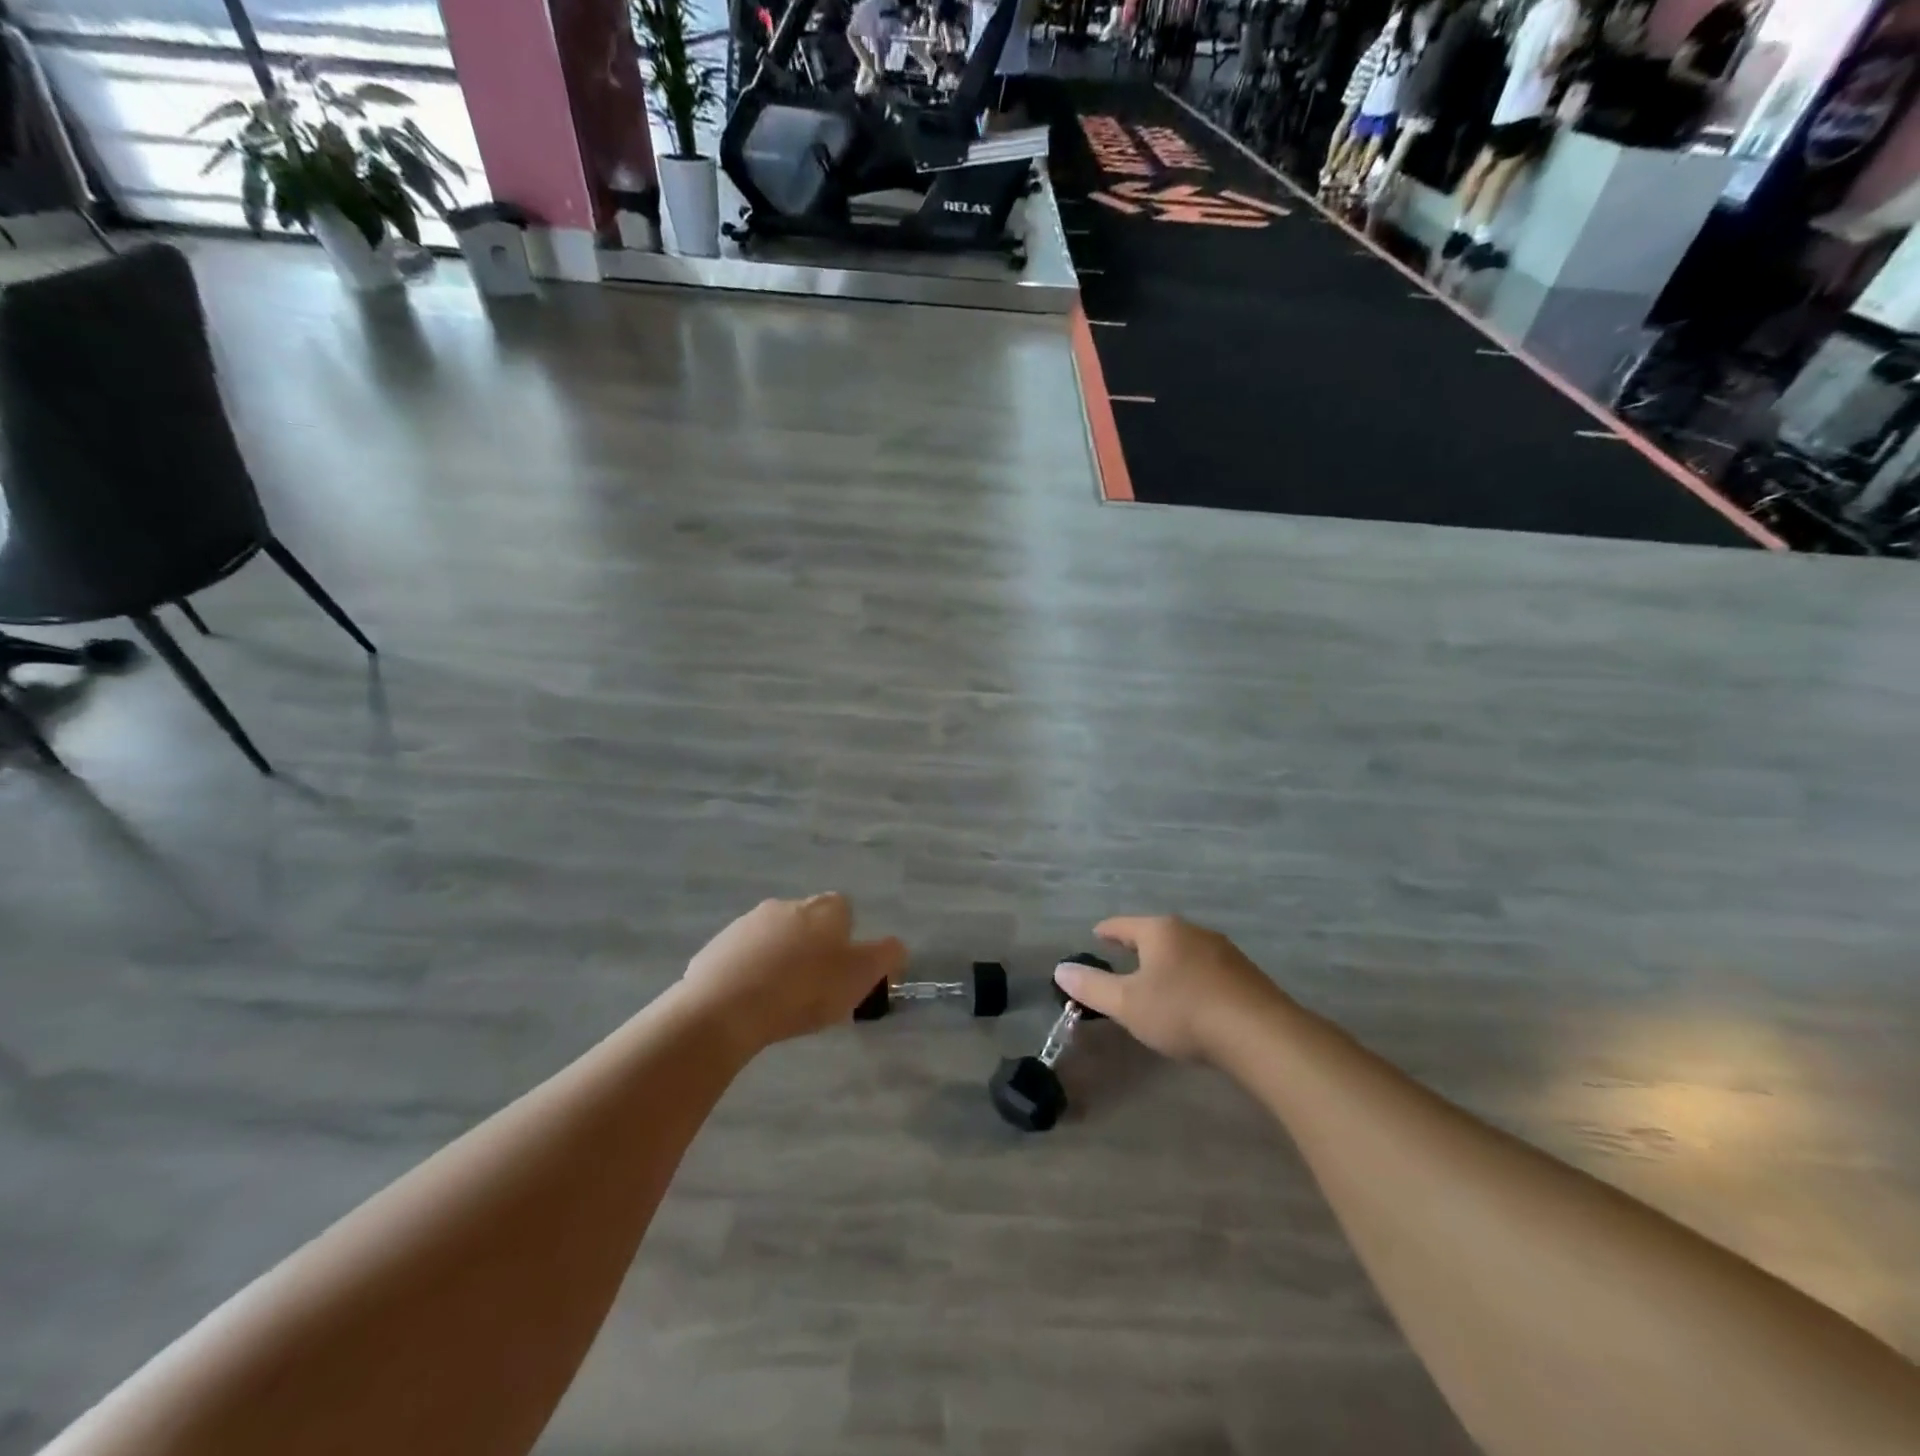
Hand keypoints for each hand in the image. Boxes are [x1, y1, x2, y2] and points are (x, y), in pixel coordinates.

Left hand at [682, 894, 905, 1052]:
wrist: (725, 1007)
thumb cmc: (805, 989)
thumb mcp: (862, 976)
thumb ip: (887, 956)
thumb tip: (895, 947)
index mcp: (824, 908)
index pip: (845, 911)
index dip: (849, 941)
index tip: (846, 974)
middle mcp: (786, 905)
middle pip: (808, 924)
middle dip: (813, 949)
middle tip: (815, 991)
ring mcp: (747, 923)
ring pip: (774, 939)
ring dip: (780, 961)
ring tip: (779, 1002)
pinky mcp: (717, 946)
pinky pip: (742, 958)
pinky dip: (749, 975)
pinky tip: (749, 1005)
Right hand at [1053, 916, 1288, 1061]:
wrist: (1259, 1034)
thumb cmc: (1183, 1011)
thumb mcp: (1128, 1004)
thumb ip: (1092, 987)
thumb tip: (1060, 969)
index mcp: (1161, 931)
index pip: (1124, 925)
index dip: (1107, 931)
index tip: (1097, 935)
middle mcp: (1192, 932)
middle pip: (1157, 934)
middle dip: (1139, 945)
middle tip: (1123, 957)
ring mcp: (1223, 951)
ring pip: (1184, 950)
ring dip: (1168, 962)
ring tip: (1157, 979)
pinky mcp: (1246, 975)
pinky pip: (1207, 969)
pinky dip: (1191, 977)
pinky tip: (1192, 997)